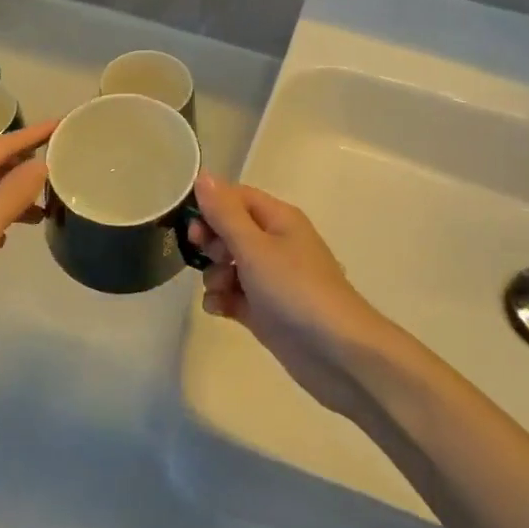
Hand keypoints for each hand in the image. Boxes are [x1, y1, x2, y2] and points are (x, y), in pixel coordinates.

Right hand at [189, 172, 395, 418]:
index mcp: (278, 219)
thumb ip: (224, 213)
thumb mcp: (254, 247)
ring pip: (228, 265)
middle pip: (229, 230)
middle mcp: (275, 243)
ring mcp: (270, 278)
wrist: (336, 352)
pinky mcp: (264, 310)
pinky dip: (222, 299)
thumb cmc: (295, 289)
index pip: (236, 197)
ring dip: (214, 274)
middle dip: (211, 242)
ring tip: (220, 289)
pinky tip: (220, 309)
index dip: (211, 206)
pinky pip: (233, 294)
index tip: (192, 225)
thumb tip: (202, 175)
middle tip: (208, 256)